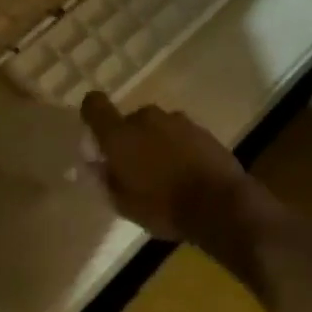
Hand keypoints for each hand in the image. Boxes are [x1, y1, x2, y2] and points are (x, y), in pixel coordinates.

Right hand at [80, 92, 253, 242]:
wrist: (219, 203)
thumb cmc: (163, 207)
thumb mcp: (124, 204)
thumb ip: (107, 179)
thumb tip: (99, 164)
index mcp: (120, 135)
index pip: (95, 105)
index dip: (92, 113)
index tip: (96, 133)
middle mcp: (146, 118)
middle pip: (130, 121)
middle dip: (130, 139)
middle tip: (136, 168)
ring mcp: (177, 120)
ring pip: (157, 127)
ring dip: (156, 143)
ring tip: (165, 173)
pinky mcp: (201, 128)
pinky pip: (179, 134)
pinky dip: (178, 147)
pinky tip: (186, 171)